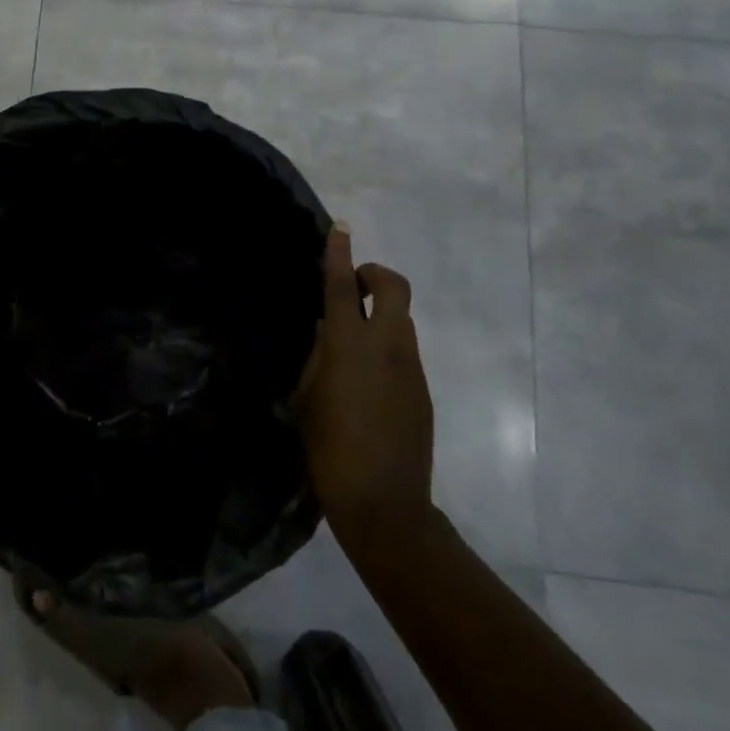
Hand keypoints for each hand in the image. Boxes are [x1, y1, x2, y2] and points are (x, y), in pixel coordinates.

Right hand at [293, 222, 435, 541]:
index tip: (340, 226)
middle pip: (394, 286)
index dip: (338, 252)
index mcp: (349, 343)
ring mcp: (411, 367)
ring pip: (400, 320)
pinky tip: (367, 383)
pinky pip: (404, 352)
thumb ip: (317, 356)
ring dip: (379, 315)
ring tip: (352, 346)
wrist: (385, 505)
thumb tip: (327, 333)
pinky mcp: (423, 390)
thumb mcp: (306, 396)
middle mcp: (387, 345)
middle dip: (375, 274)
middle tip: (354, 288)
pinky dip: (386, 348)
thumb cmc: (329, 448)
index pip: (341, 284)